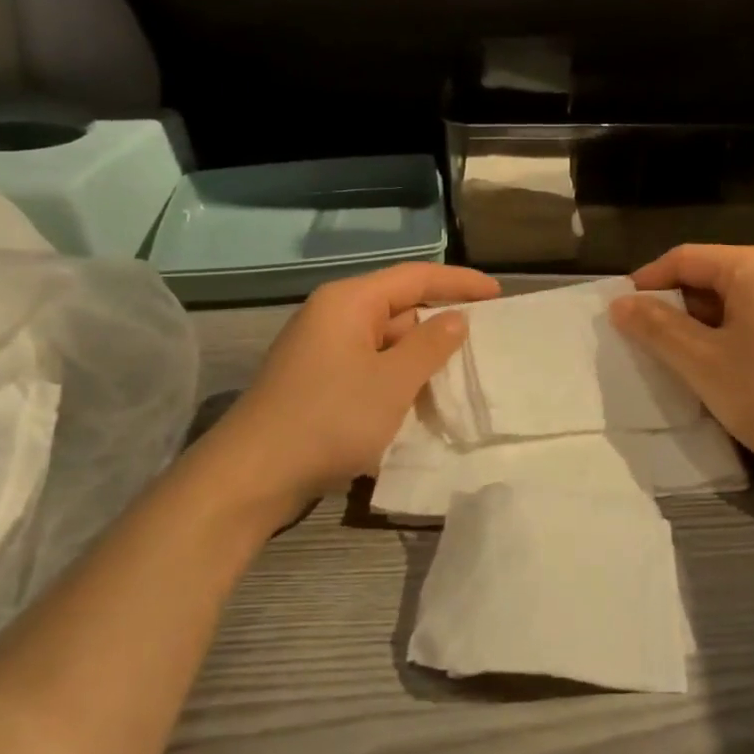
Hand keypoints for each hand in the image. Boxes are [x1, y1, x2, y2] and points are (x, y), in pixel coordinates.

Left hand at [195, 262, 499, 518]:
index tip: (500, 295)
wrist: (253, 476)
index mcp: (349, 302)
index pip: (415, 277)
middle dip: (441, 325)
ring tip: (464, 375)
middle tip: (487, 343)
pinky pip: (369, 369)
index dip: (460, 282)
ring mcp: (322, 352)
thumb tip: (456, 318)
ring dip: (421, 359)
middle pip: (399, 308)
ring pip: (385, 343)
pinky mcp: (318, 383)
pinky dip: (398, 380)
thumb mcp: (392, 382)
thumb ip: (430, 346)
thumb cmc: (329, 418)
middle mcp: (333, 317)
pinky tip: (421, 401)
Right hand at [608, 244, 753, 481]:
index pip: (685, 258)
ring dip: (698, 322)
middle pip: (709, 275)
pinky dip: (726, 331)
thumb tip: (618, 304)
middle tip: (643, 339)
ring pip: (731, 297)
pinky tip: (715, 364)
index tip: (619, 313)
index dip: (647, 282)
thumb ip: (656, 327)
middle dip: (673, 305)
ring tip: (674, 356)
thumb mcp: (701, 361)